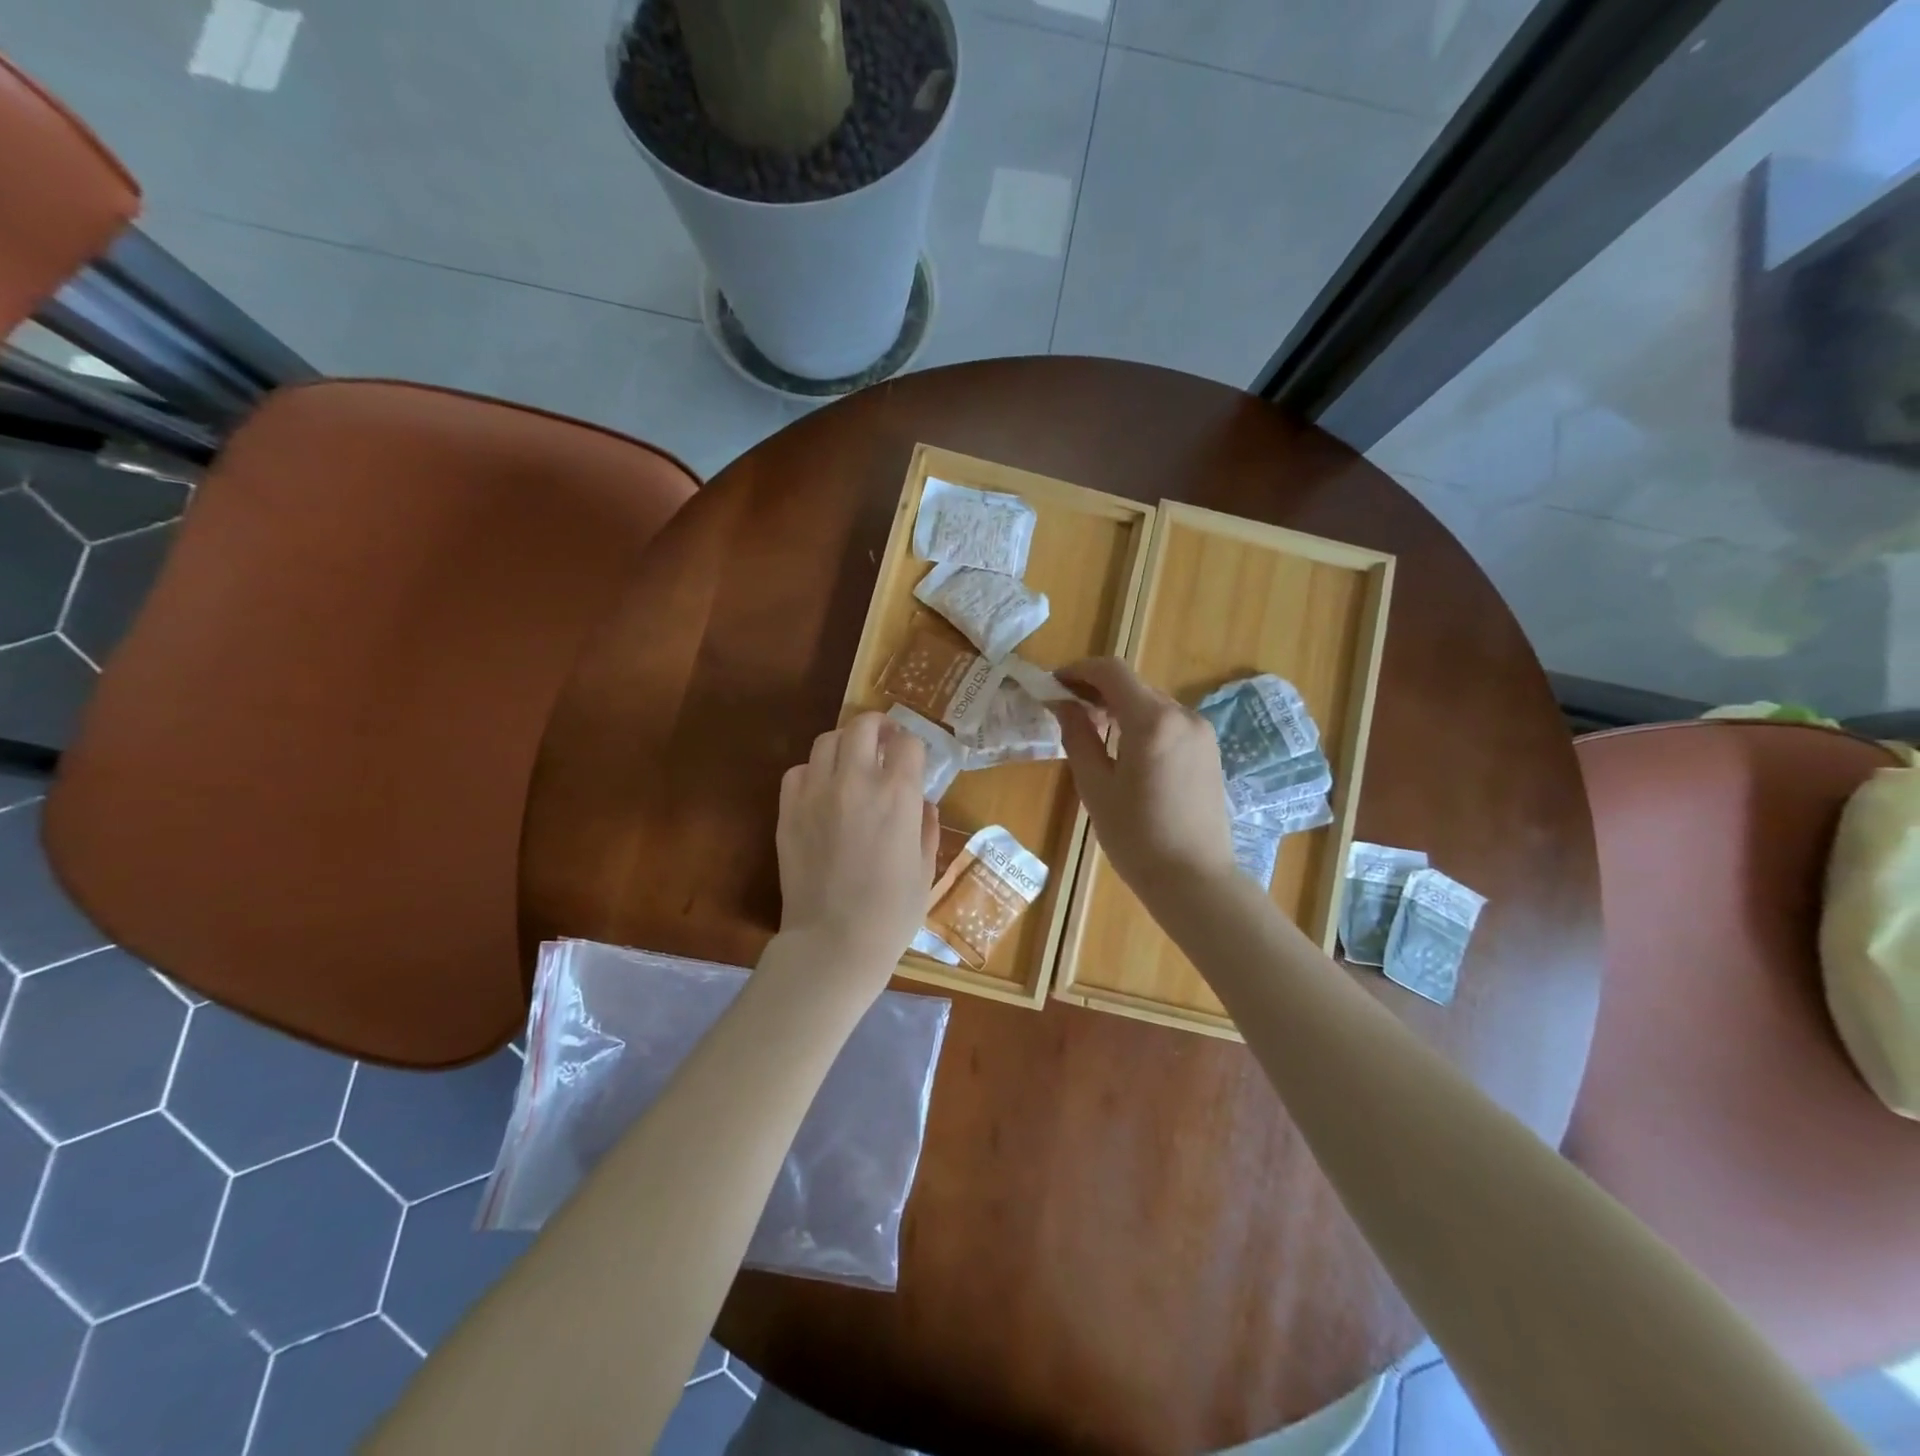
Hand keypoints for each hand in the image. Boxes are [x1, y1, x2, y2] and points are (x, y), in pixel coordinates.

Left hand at [776, 712, 938, 986]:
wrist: (833, 942)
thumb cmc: (891, 913)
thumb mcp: (925, 869)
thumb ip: (926, 827)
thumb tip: (921, 803)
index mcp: (897, 795)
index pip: (908, 743)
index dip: (913, 746)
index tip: (912, 758)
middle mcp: (856, 781)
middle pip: (863, 726)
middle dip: (878, 726)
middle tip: (883, 741)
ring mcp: (817, 793)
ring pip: (827, 741)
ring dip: (844, 744)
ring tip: (851, 762)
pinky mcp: (788, 810)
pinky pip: (798, 771)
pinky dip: (813, 772)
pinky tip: (821, 790)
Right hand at [1052, 658, 1236, 904]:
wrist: (1194, 879)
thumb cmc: (1136, 837)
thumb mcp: (1095, 787)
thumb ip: (1078, 737)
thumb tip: (1063, 704)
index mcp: (1153, 721)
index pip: (1111, 672)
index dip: (1078, 670)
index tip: (1053, 684)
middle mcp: (1183, 715)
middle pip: (1132, 685)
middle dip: (1096, 690)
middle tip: (1066, 712)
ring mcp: (1201, 731)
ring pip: (1151, 703)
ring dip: (1119, 707)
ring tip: (1092, 733)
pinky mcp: (1209, 749)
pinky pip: (1168, 722)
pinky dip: (1141, 723)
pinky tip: (1125, 750)